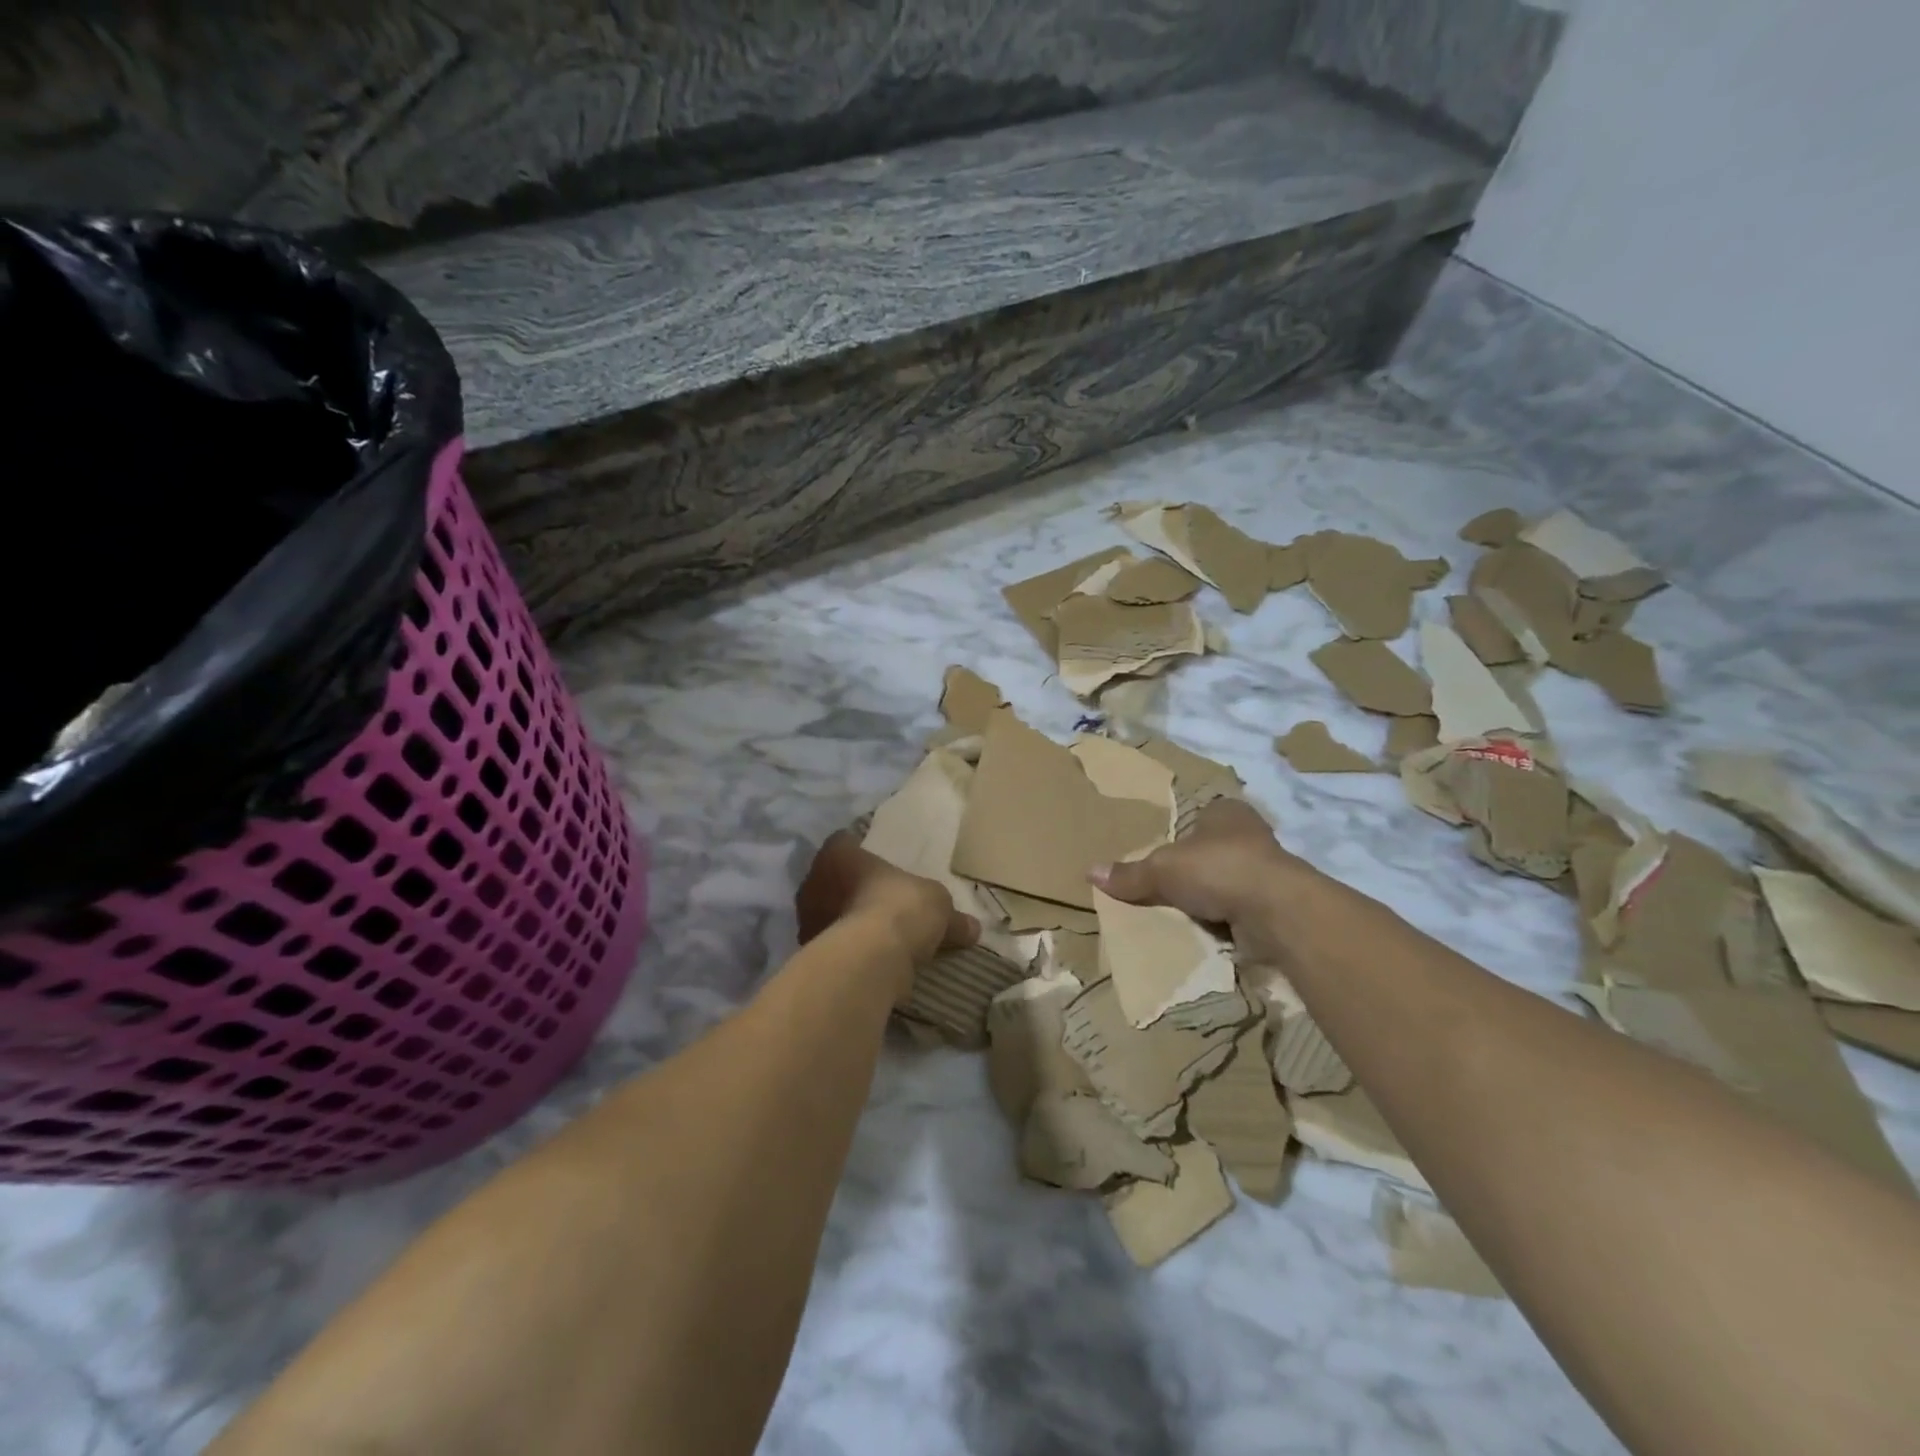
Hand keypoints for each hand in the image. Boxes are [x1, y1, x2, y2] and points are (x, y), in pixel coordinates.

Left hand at [796, 833, 978, 987]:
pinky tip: (868, 960)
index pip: (843, 842)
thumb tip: (973, 928)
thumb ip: (951, 917)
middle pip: (831, 880)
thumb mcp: (938, 904)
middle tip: (878, 901)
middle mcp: (813, 881)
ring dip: (846, 923)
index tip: (876, 866)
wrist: (872, 958)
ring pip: (827, 915)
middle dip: (850, 891)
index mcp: (838, 853)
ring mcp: (806, 919)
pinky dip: (846, 952)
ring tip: (875, 936)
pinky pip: (831, 947)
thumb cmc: (901, 907)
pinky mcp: (808, 954)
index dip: (858, 851)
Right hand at [1089, 799, 1318, 958]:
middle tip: (1165, 885)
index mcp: (1225, 811)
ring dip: (1211, 896)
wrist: (1277, 911)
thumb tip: (1089, 871)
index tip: (1162, 854)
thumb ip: (1130, 874)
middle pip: (1211, 849)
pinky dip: (1226, 919)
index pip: (1198, 816)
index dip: (1180, 833)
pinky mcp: (1275, 903)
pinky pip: (1240, 909)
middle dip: (1194, 868)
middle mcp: (1250, 834)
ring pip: (1227, 880)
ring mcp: (1267, 870)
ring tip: (1181, 912)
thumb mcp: (1162, 869)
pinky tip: (1207, 930)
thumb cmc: (1217, 869)